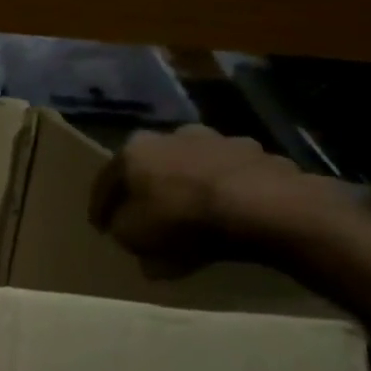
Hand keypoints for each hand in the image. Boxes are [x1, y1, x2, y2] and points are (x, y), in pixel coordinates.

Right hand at [88, 125, 352, 278]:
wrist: (269, 209)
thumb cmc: (183, 218)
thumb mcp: (132, 235)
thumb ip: (122, 229)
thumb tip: (126, 228)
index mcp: (135, 149)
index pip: (107, 181)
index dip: (101, 208)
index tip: (101, 229)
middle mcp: (174, 135)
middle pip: (153, 172)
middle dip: (150, 198)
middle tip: (149, 226)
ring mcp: (221, 142)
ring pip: (194, 175)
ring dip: (190, 198)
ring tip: (193, 231)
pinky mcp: (262, 157)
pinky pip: (231, 185)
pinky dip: (224, 203)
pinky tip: (227, 227)